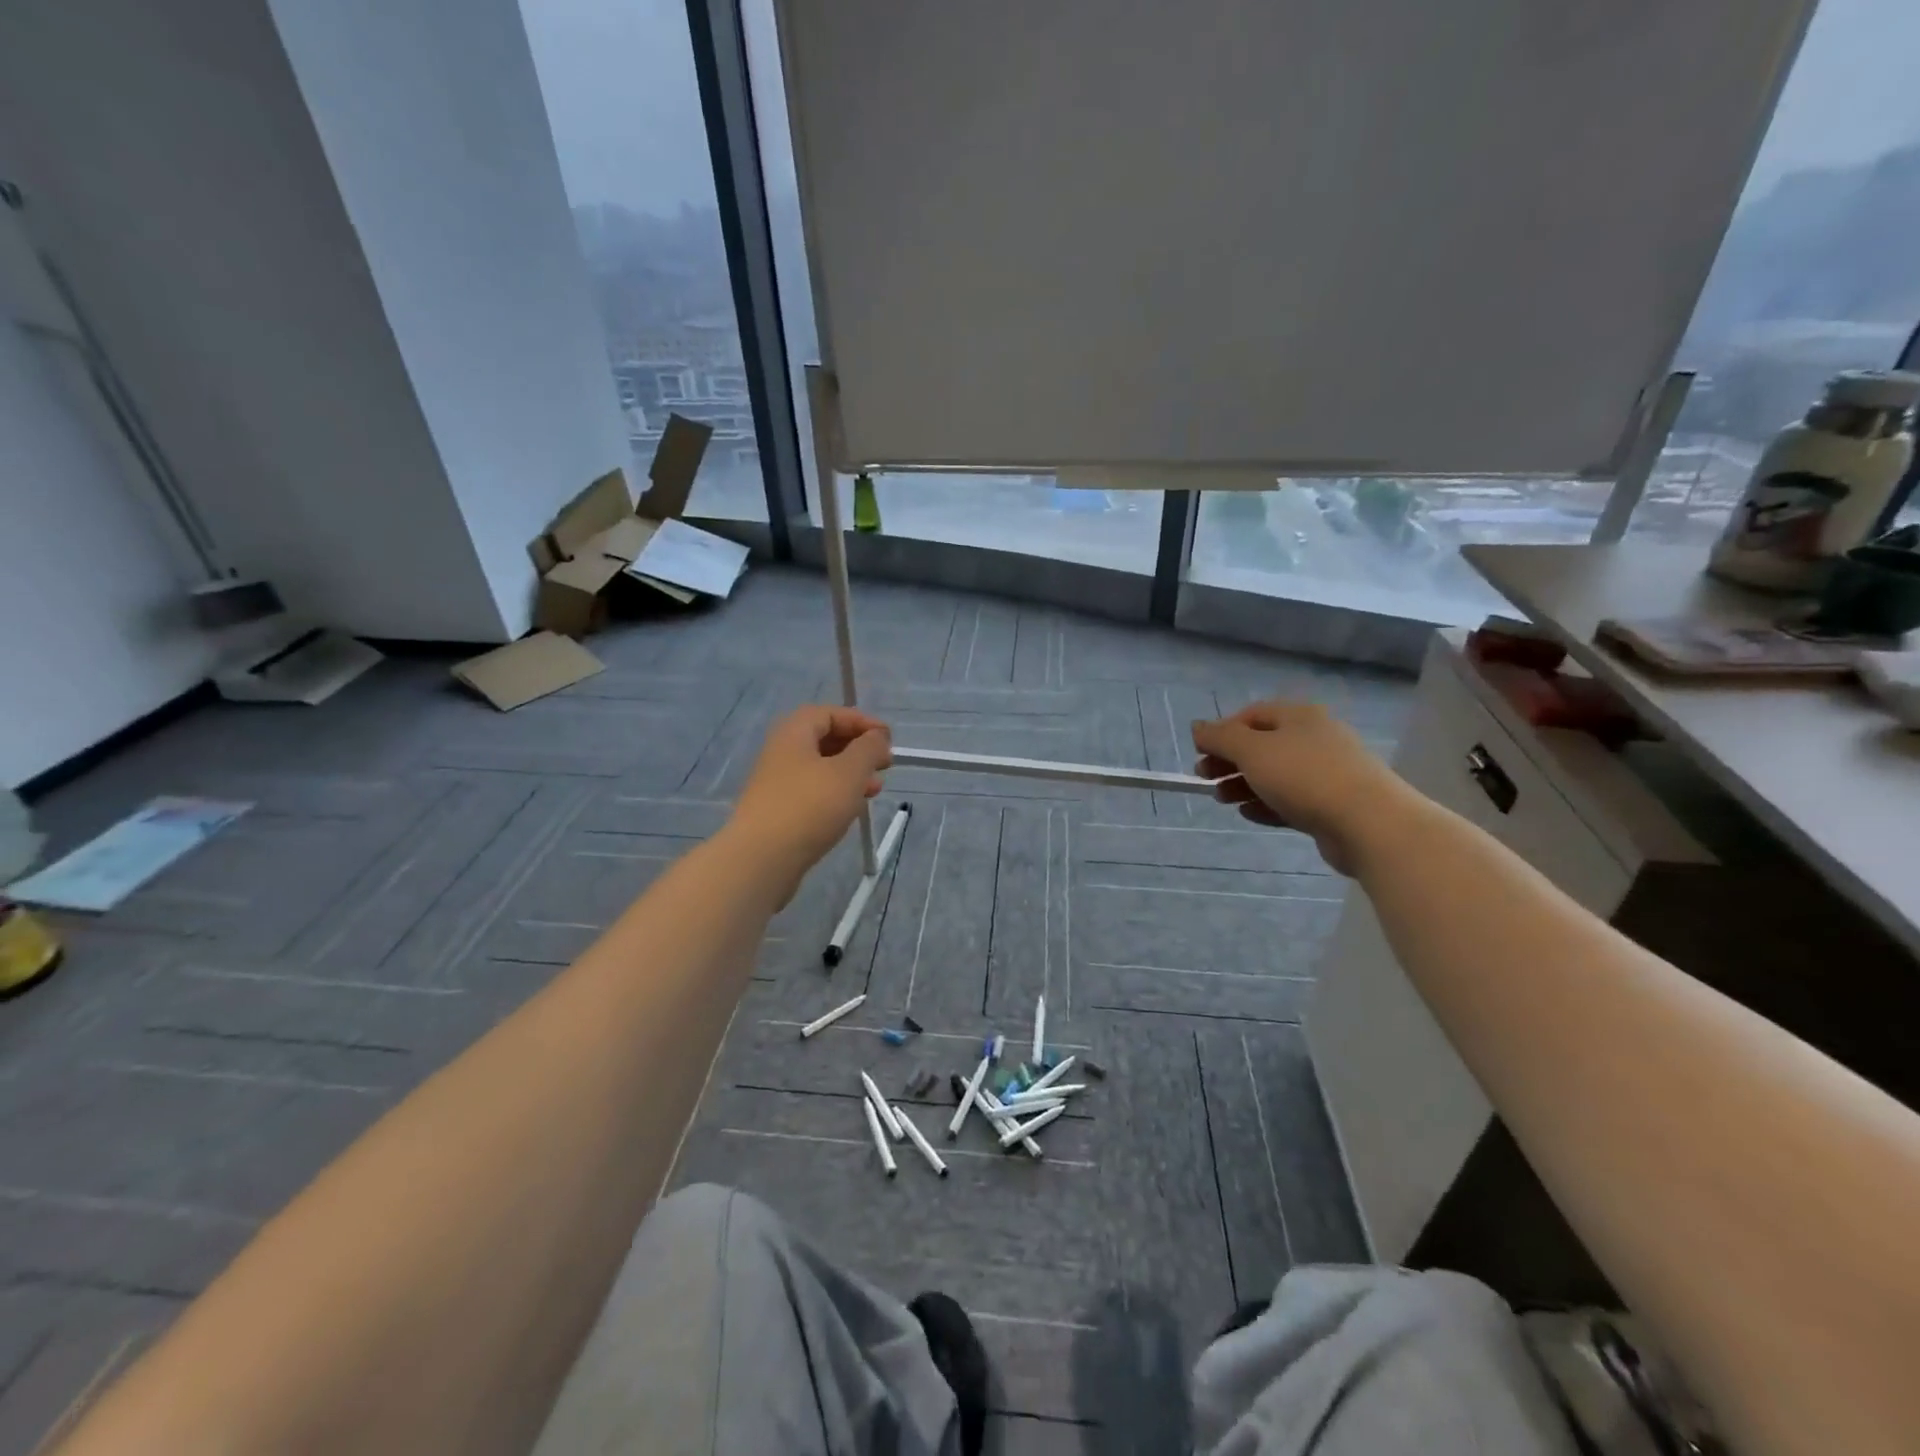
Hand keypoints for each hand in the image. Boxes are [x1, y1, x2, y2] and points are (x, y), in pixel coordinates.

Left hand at [728, 706, 892, 896]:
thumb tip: (877, 737)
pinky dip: (836, 793)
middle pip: (824, 739)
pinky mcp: (778, 811)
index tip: (888, 739)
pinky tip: (852, 808)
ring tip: (876, 788)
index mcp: (794, 733)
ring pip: (820, 768)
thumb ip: (868, 749)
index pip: (830, 713)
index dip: (862, 721)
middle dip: (858, 748)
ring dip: (851, 773)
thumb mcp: (849, 772)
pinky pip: (813, 792)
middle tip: (885, 764)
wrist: (761, 859)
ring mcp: (777, 783)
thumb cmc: (809, 806)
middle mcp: (781, 752)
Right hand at [1191, 701, 1408, 875]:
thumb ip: (1220, 737)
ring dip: (1243, 784)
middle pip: (1262, 745)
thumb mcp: (1252, 751)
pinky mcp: (1331, 804)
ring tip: (1222, 800)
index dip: (1222, 731)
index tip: (1199, 752)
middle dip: (1229, 761)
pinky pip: (1290, 800)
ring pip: (1275, 774)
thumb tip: (1197, 727)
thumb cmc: (1304, 776)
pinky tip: (1247, 814)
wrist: (1369, 822)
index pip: (1251, 715)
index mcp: (1299, 717)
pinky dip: (1266, 804)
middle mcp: (1314, 738)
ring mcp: (1326, 772)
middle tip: (1204, 778)